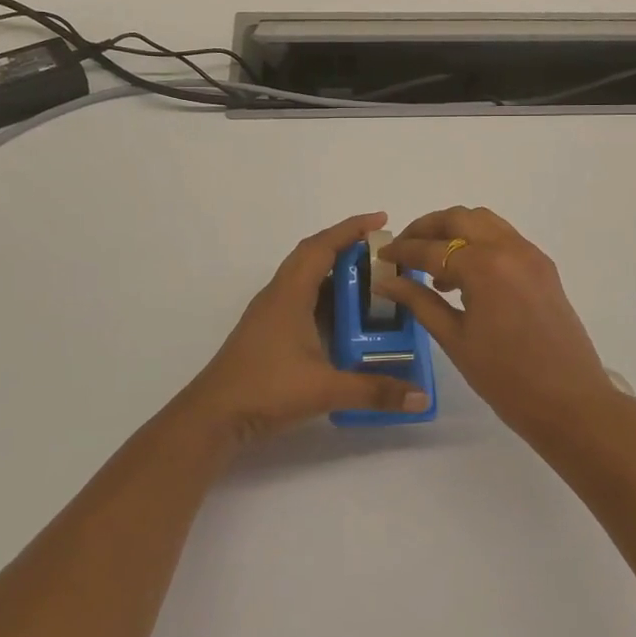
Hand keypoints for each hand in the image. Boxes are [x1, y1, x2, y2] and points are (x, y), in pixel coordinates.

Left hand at [177, 212, 433, 445]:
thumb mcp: (326, 389)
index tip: (381, 220)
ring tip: (370, 280)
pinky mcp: (268, 331)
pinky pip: (300, 297)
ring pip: (305, 277)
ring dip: (334, 272)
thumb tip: (422, 397)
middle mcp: (278, 295)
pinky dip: (324, 295)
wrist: (213, 416)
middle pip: (312, 255)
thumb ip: (375, 390)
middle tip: (381, 252)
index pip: (322, 247)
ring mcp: (270, 313)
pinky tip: (343, 317)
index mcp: (290, 294)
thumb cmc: (266, 390)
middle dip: (346, 246)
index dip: (351, 229)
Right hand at [377, 207, 631, 438]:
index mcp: (484, 266)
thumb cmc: (506, 378)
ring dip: (454, 231)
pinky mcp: (543, 266)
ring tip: (432, 264)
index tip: (381, 257)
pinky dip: (478, 243)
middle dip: (426, 228)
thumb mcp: (455, 340)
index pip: (431, 248)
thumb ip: (419, 301)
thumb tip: (387, 281)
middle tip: (404, 248)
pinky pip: (504, 238)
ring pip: (484, 222)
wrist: (571, 402)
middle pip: (458, 218)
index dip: (402, 251)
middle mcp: (508, 248)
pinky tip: (464, 275)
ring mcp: (530, 254)